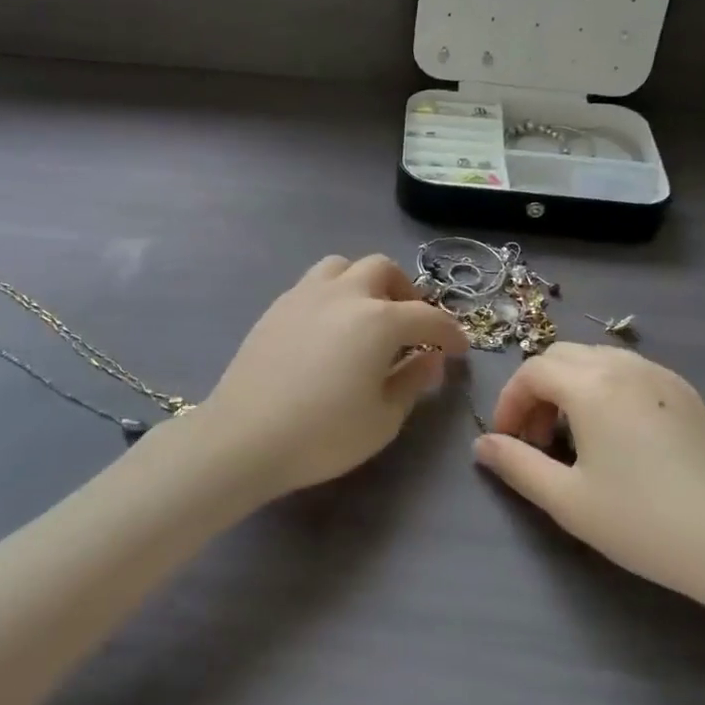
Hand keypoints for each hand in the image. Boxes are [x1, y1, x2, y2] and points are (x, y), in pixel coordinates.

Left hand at [198, 255, 469, 499]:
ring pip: (344, 266)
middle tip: (411, 326)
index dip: (450, 333)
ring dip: (365, 283)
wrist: (245, 437)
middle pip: (383, 270)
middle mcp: (344, 294)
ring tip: (368, 315)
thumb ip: (413, 380)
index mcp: (378, 319)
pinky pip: (315, 283)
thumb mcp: (383, 418)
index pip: (428, 317)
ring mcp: (305, 294)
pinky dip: (334, 293)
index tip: (460, 349)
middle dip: (406, 293)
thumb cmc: (323, 434)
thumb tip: (431, 358)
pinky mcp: (277, 306)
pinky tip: (331, 328)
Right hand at [474, 345, 704, 616]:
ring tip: (571, 438)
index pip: (532, 372)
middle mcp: (624, 365)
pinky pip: (628, 372)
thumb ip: (517, 465)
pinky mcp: (685, 392)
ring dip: (569, 387)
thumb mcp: (568, 500)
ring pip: (595, 360)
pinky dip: (603, 389)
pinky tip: (613, 435)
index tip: (507, 443)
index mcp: (592, 385)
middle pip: (561, 357)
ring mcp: (660, 374)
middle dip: (537, 391)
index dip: (509, 403)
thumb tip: (482, 445)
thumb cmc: (645, 523)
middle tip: (536, 440)